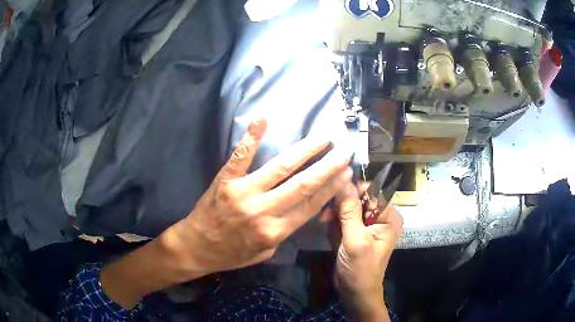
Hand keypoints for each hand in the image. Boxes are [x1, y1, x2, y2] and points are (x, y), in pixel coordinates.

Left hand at [162, 117, 352, 278]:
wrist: (197, 247)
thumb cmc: (232, 253)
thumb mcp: (264, 253)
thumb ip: (283, 233)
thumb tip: (300, 211)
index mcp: (274, 232)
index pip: (310, 206)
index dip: (331, 188)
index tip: (346, 172)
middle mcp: (262, 211)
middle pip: (302, 185)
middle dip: (327, 167)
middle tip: (344, 151)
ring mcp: (243, 192)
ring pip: (280, 168)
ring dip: (305, 150)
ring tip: (324, 137)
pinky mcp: (226, 180)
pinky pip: (240, 156)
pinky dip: (252, 137)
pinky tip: (263, 119)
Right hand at [329, 182, 402, 319]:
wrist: (355, 293)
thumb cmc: (361, 270)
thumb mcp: (356, 241)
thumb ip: (350, 211)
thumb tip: (344, 181)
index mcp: (389, 216)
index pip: (371, 191)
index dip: (352, 191)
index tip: (333, 197)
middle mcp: (380, 217)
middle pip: (357, 198)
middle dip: (340, 208)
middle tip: (326, 218)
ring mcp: (367, 224)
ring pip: (347, 208)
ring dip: (335, 218)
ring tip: (328, 229)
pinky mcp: (356, 231)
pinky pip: (342, 219)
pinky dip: (334, 226)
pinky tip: (333, 237)